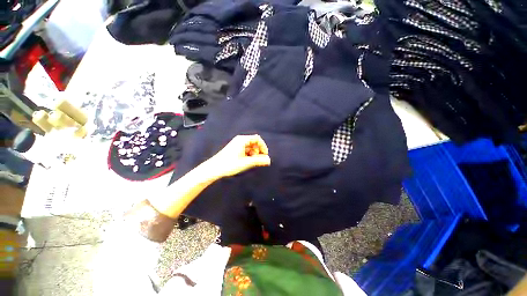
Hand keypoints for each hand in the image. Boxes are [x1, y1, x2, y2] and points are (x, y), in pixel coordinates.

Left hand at [206, 134, 270, 178]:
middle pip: (254, 142)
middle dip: (258, 150)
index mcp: (242, 140)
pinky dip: (249, 155)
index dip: (263, 146)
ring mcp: (236, 144)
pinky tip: (246, 162)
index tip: (265, 155)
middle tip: (257, 160)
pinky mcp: (234, 149)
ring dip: (254, 153)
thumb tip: (269, 160)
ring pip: (250, 147)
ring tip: (251, 162)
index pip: (257, 139)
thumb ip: (258, 161)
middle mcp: (240, 140)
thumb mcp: (246, 163)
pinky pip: (245, 150)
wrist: (213, 169)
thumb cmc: (229, 164)